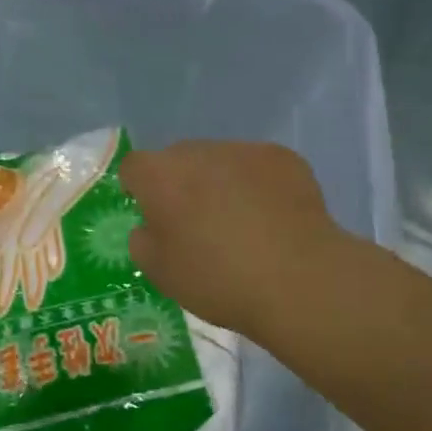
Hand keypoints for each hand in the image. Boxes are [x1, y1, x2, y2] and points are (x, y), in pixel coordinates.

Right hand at [121, 141, 352, 334]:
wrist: (297, 279)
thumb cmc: (218, 280)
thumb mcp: (160, 273)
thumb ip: (143, 241)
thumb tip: (151, 225)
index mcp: (161, 176)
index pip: (134, 167)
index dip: (138, 189)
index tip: (152, 216)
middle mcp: (198, 152)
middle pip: (178, 159)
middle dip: (181, 184)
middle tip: (197, 223)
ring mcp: (244, 150)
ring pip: (219, 160)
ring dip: (220, 182)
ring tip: (241, 222)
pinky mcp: (282, 158)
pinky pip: (257, 166)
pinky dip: (257, 185)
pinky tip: (272, 218)